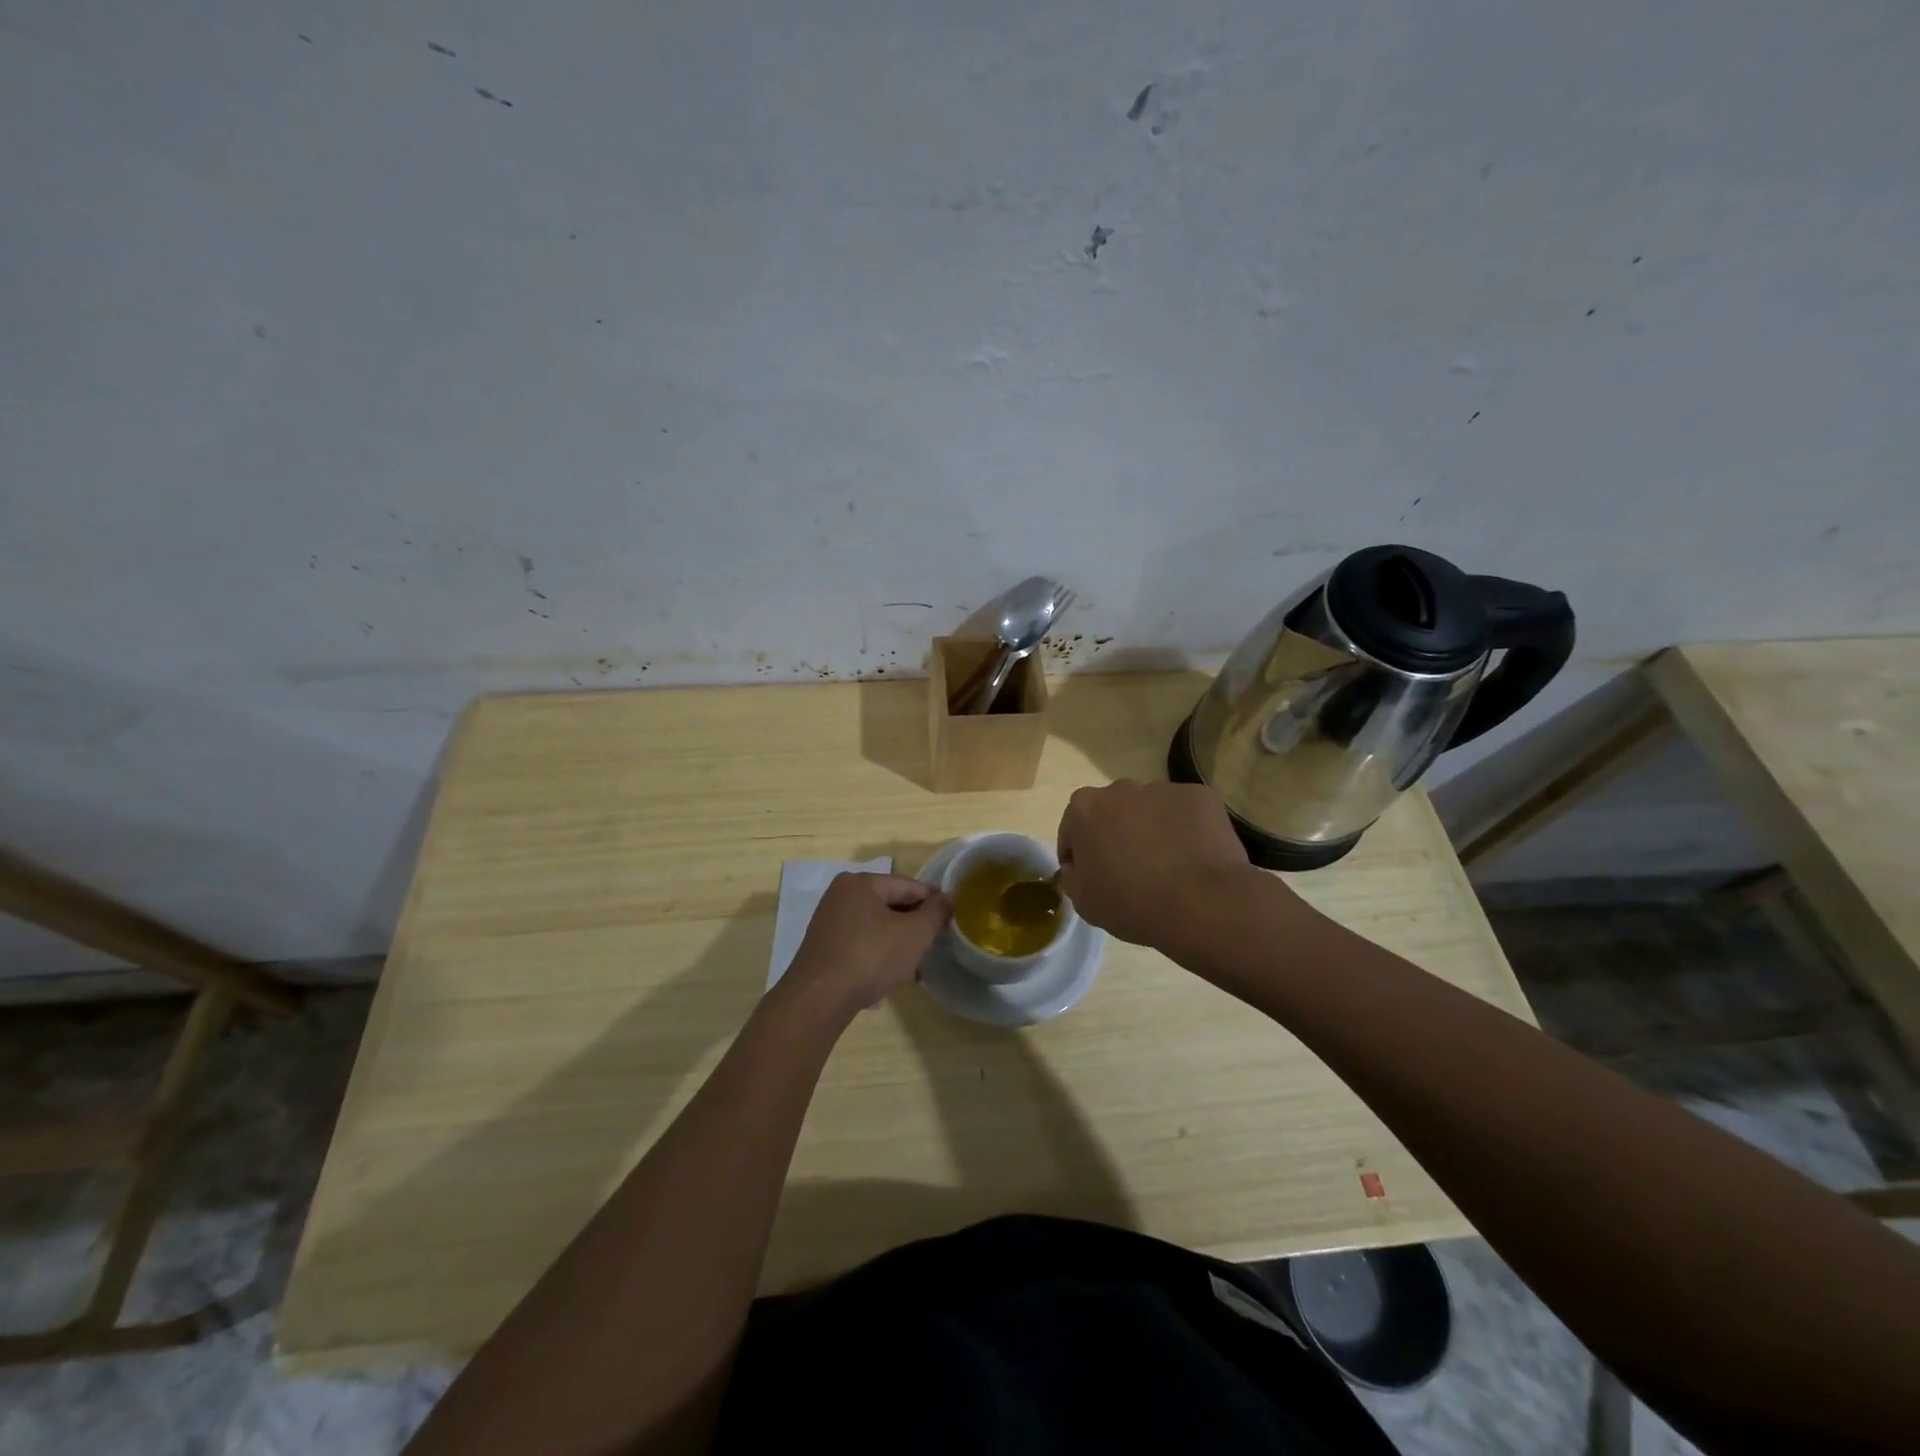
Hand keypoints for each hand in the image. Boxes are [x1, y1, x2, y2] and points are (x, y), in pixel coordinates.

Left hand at [782, 873, 950, 1018]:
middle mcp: (841, 895)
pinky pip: (861, 942)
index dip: (933, 901)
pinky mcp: (824, 947)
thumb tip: (947, 899)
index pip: (908, 885)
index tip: (952, 918)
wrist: (819, 999)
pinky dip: (879, 953)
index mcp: (861, 882)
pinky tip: (893, 975)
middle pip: (891, 904)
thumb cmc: (870, 957)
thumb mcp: (914, 934)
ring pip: (877, 926)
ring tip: (917, 965)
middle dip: (915, 925)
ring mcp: (829, 922)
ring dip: (899, 942)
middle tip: (935, 944)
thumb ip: (936, 913)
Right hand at [1057, 780, 1269, 951]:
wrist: (1202, 903)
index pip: (1073, 828)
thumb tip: (1078, 866)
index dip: (1079, 854)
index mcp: (1084, 808)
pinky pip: (1184, 812)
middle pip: (1112, 811)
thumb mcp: (1083, 901)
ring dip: (1151, 828)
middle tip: (1130, 868)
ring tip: (1167, 864)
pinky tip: (1192, 857)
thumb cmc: (1132, 903)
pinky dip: (1185, 829)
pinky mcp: (1199, 795)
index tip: (1092, 876)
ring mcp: (1162, 789)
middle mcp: (1120, 788)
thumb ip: (1072, 875)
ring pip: (1150, 809)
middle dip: (1116, 833)